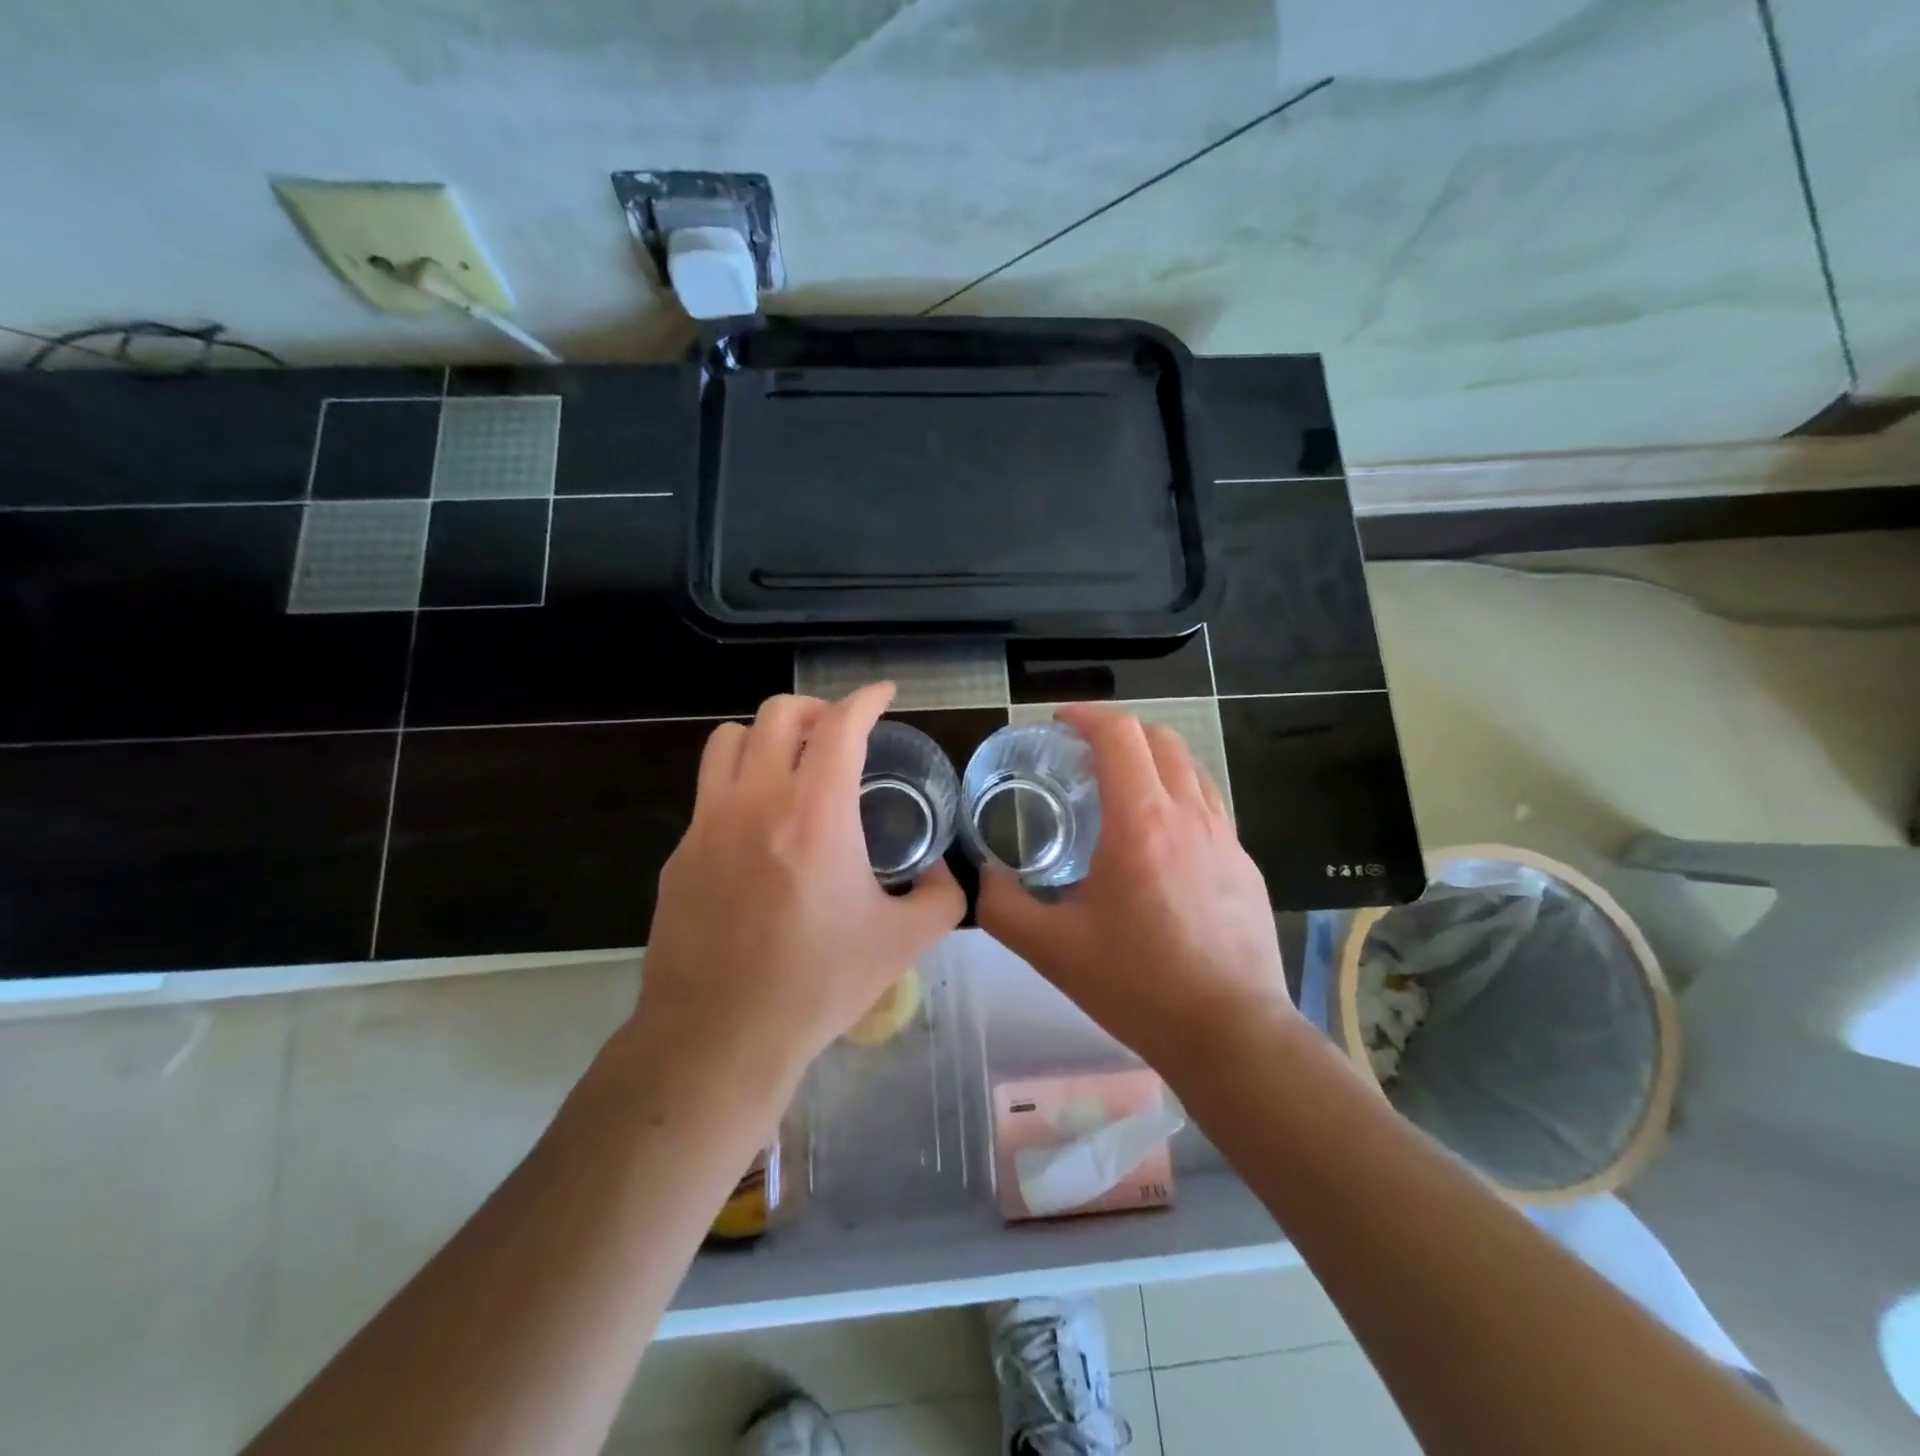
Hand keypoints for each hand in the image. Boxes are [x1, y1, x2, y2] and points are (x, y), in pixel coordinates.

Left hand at [631, 684, 965, 1095]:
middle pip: (779, 714)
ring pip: (729, 739)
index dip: (868, 700)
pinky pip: (708, 793)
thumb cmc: (818, 984)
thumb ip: (940, 897)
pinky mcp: (680, 853)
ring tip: (791, 765)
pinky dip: (739, 787)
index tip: (884, 695)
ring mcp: (708, 823)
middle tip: (840, 734)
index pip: (842, 725)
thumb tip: (941, 871)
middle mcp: (757, 800)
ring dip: (767, 737)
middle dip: (817, 709)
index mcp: (817, 812)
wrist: (719, 1036)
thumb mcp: (903, 942)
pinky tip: (758, 832)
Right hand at [977, 705, 1296, 1073]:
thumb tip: (982, 877)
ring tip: (1121, 789)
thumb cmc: (1138, 985)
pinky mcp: (1245, 863)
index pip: (1118, 735)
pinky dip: (1178, 795)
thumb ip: (1003, 906)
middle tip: (1083, 755)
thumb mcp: (1052, 949)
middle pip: (1159, 738)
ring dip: (1152, 760)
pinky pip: (1209, 804)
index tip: (1058, 724)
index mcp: (1141, 823)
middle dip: (1118, 732)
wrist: (1230, 1033)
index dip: (1085, 716)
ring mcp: (1226, 837)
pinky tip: (1159, 839)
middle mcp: (1189, 814)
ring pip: (1190, 767)